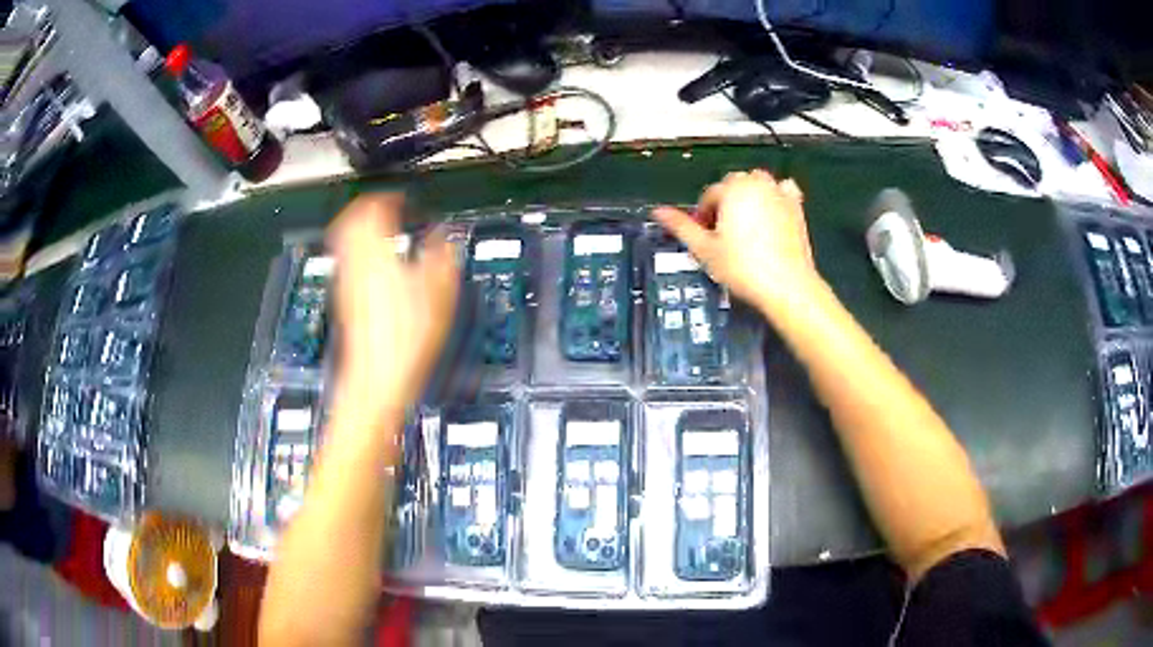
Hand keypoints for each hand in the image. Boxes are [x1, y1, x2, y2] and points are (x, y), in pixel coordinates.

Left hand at [328, 195, 459, 419]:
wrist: (377, 379)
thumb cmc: (406, 338)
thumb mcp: (440, 292)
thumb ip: (443, 255)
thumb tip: (444, 235)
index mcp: (377, 252)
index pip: (373, 207)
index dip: (389, 196)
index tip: (403, 199)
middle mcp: (355, 262)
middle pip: (350, 219)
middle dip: (368, 208)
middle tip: (388, 209)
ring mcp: (346, 282)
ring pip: (344, 240)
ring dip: (360, 229)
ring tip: (381, 233)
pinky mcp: (345, 301)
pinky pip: (346, 263)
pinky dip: (358, 254)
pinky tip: (377, 267)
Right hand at [653, 169, 816, 310]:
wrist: (786, 286)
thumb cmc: (743, 268)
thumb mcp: (704, 249)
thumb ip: (681, 227)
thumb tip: (658, 212)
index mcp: (732, 188)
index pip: (709, 195)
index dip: (702, 216)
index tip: (703, 237)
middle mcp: (757, 184)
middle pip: (732, 186)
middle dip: (725, 204)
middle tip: (722, 235)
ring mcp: (779, 194)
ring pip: (757, 184)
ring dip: (747, 197)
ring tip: (744, 226)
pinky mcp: (797, 207)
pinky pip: (783, 191)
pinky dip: (775, 197)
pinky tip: (771, 215)